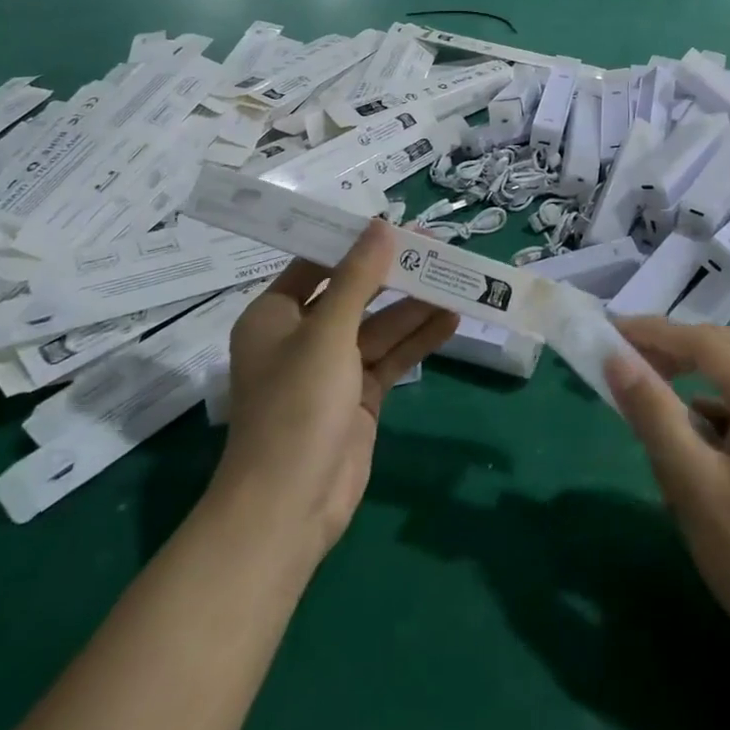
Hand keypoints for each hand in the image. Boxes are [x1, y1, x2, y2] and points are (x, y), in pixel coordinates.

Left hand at [218, 221, 457, 561]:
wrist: (289, 507)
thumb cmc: (296, 406)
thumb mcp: (327, 332)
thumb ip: (358, 278)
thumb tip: (381, 226)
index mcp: (275, 315)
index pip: (317, 264)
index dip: (354, 243)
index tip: (394, 223)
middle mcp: (302, 337)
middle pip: (354, 293)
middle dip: (393, 273)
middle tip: (436, 247)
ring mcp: (333, 369)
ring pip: (379, 326)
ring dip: (414, 305)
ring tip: (455, 278)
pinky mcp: (359, 397)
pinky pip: (391, 357)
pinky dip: (418, 340)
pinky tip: (451, 318)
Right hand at [604, 318, 729, 662]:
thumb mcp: (693, 484)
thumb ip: (653, 414)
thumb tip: (616, 359)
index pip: (704, 342)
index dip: (652, 332)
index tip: (607, 331)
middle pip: (720, 354)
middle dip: (667, 351)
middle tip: (618, 358)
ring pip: (727, 384)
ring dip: (684, 385)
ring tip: (641, 401)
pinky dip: (704, 417)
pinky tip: (680, 448)